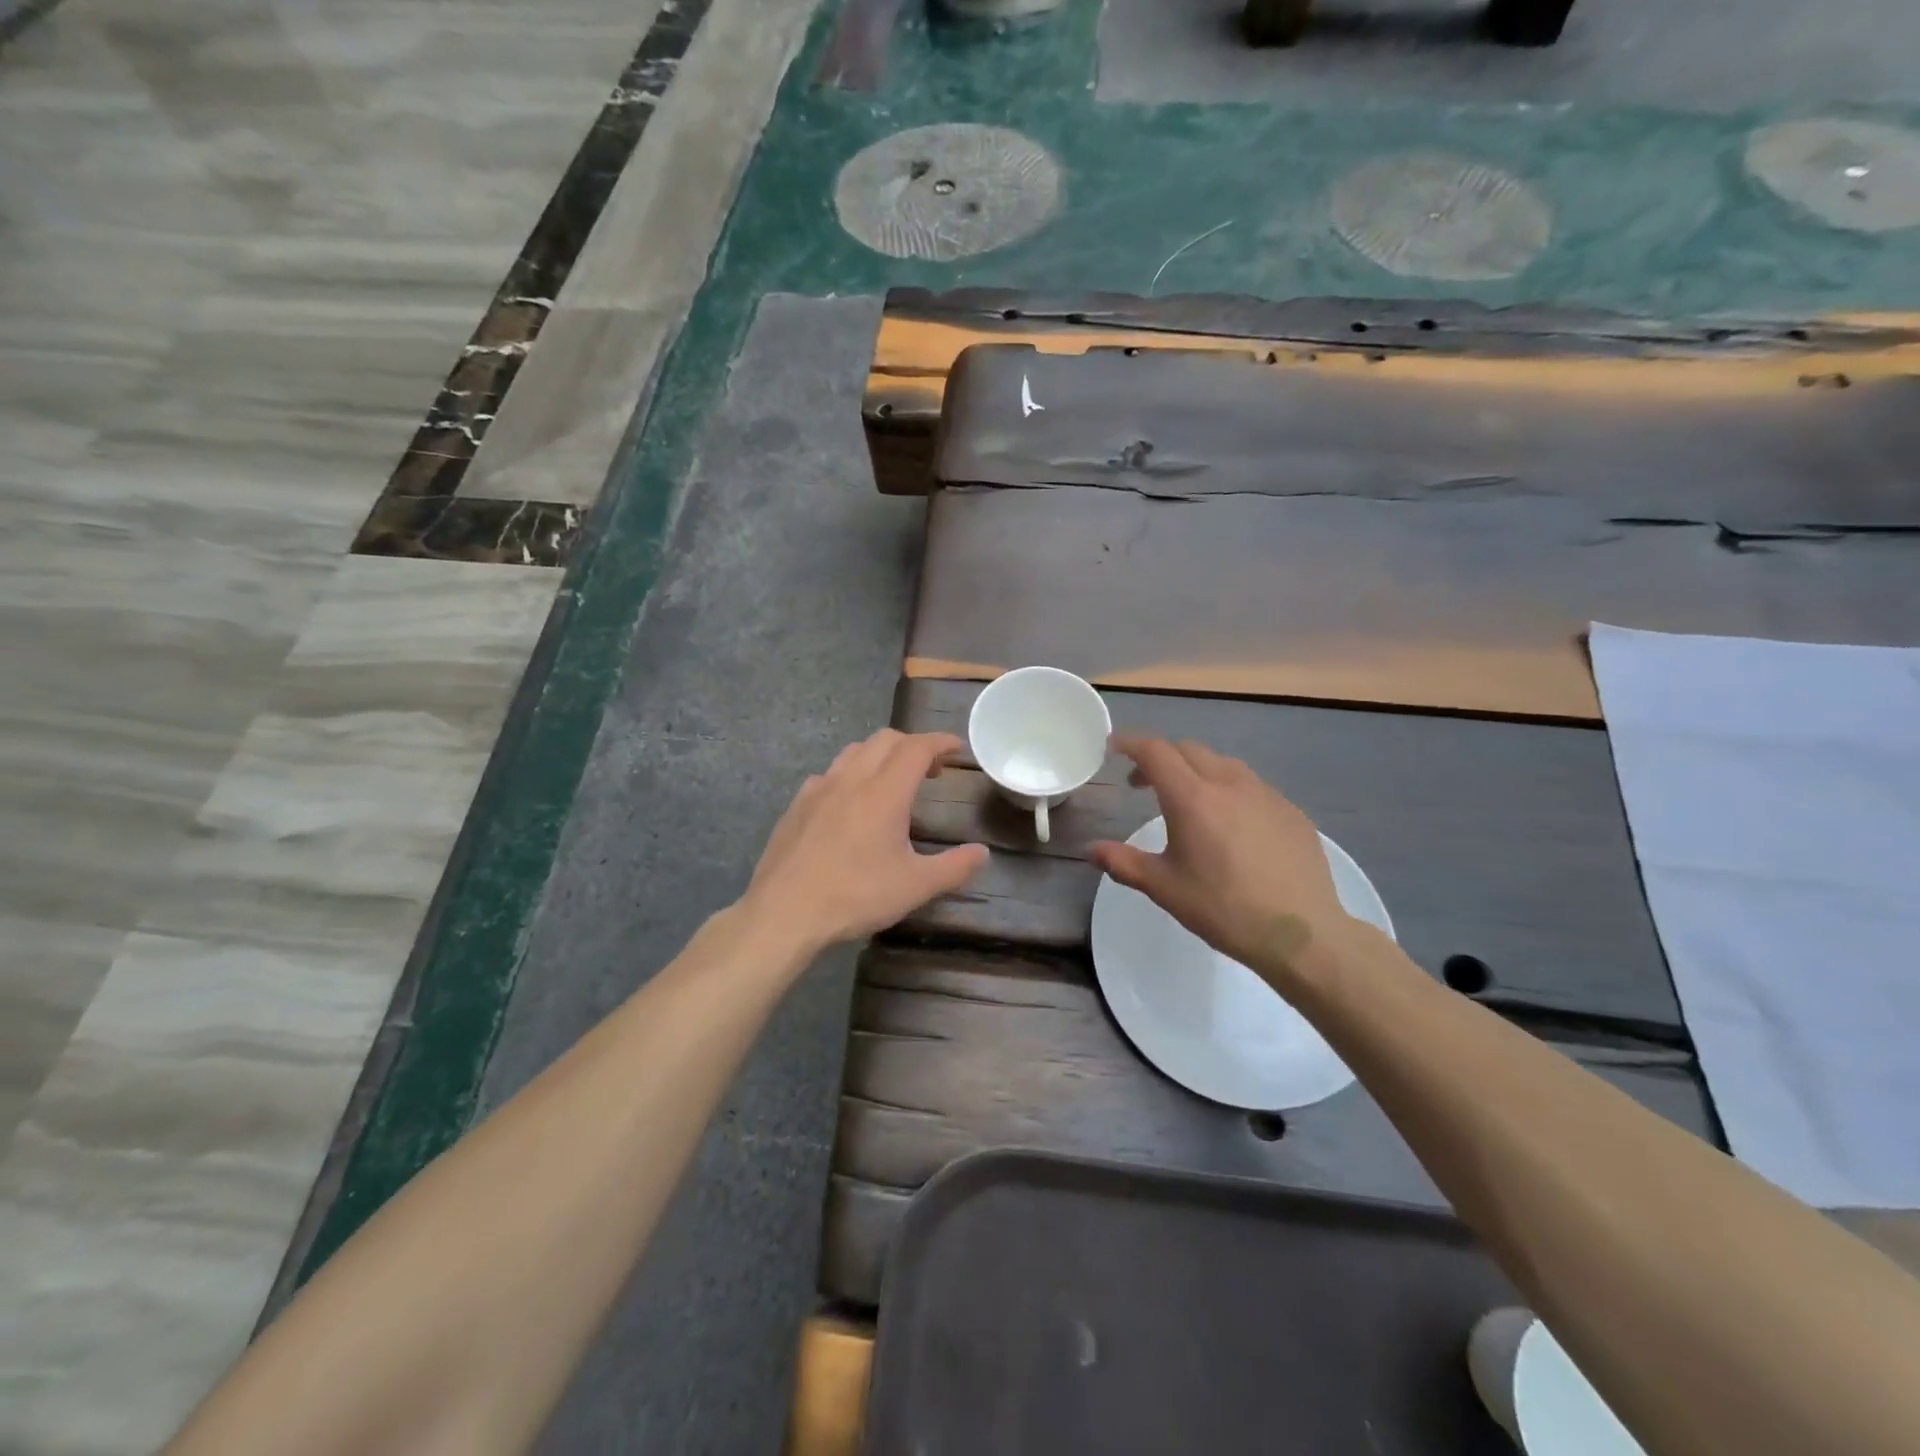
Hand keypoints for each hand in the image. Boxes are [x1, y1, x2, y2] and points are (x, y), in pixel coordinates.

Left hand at [740, 729, 987, 954]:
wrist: (784, 912)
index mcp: (884, 792)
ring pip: (854, 751)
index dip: (940, 741)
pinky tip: (851, 803)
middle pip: (886, 740)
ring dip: (881, 755)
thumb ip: (954, 867)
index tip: (956, 748)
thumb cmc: (855, 896)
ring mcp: (818, 788)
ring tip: (893, 781)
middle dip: (913, 745)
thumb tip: (982, 853)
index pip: (917, 747)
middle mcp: (851, 779)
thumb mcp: (915, 887)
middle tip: (931, 770)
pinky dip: (851, 774)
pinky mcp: (797, 805)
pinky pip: (830, 773)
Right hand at [1088, 735, 1355, 981]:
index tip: (1113, 747)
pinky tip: (1231, 824)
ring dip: (1196, 770)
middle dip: (1160, 757)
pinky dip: (1228, 789)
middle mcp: (1229, 784)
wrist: (1301, 934)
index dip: (1130, 743)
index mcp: (1192, 798)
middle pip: (1188, 750)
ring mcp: (1266, 795)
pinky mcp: (1291, 811)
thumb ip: (1124, 863)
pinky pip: (1252, 786)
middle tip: (1142, 783)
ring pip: (1223, 764)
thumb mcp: (1165, 888)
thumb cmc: (1224, 909)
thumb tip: (1091, 850)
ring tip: (1187, 800)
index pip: (1155, 752)